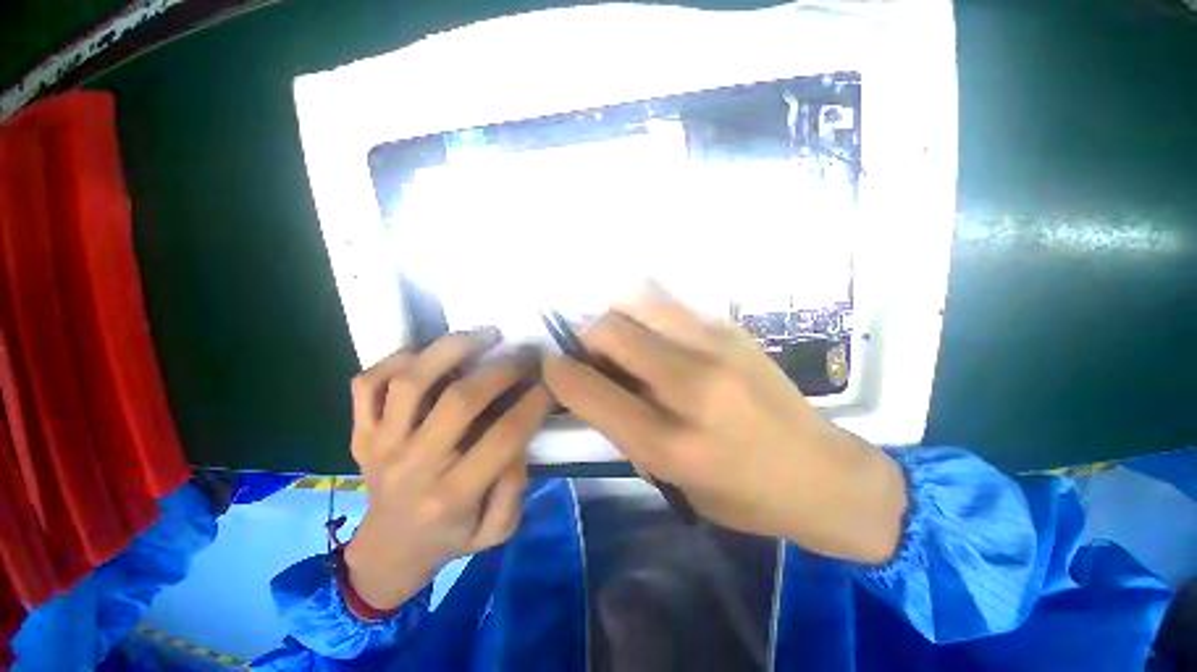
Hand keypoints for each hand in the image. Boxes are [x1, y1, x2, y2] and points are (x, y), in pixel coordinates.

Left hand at [344, 330, 552, 610]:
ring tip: (485, 335)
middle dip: (503, 368)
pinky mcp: (360, 431)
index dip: (536, 401)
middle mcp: (413, 465)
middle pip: (461, 399)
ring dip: (453, 348)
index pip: (505, 436)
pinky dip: (396, 358)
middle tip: (526, 353)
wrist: (389, 551)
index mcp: (452, 496)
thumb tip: (518, 435)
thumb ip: (514, 486)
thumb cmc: (451, 538)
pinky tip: (430, 353)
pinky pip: (368, 383)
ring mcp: (381, 444)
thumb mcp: (498, 529)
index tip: (553, 381)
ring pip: (412, 381)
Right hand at [543, 289, 906, 563]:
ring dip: (615, 314)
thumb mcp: (670, 478)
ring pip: (637, 300)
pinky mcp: (733, 328)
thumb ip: (623, 426)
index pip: (588, 390)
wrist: (822, 474)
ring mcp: (715, 347)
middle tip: (592, 351)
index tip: (552, 365)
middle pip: (608, 330)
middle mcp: (690, 386)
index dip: (557, 372)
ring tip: (623, 335)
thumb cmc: (741, 492)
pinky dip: (646, 308)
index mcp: (669, 442)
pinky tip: (655, 329)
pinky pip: (670, 300)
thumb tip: (589, 380)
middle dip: (584, 336)